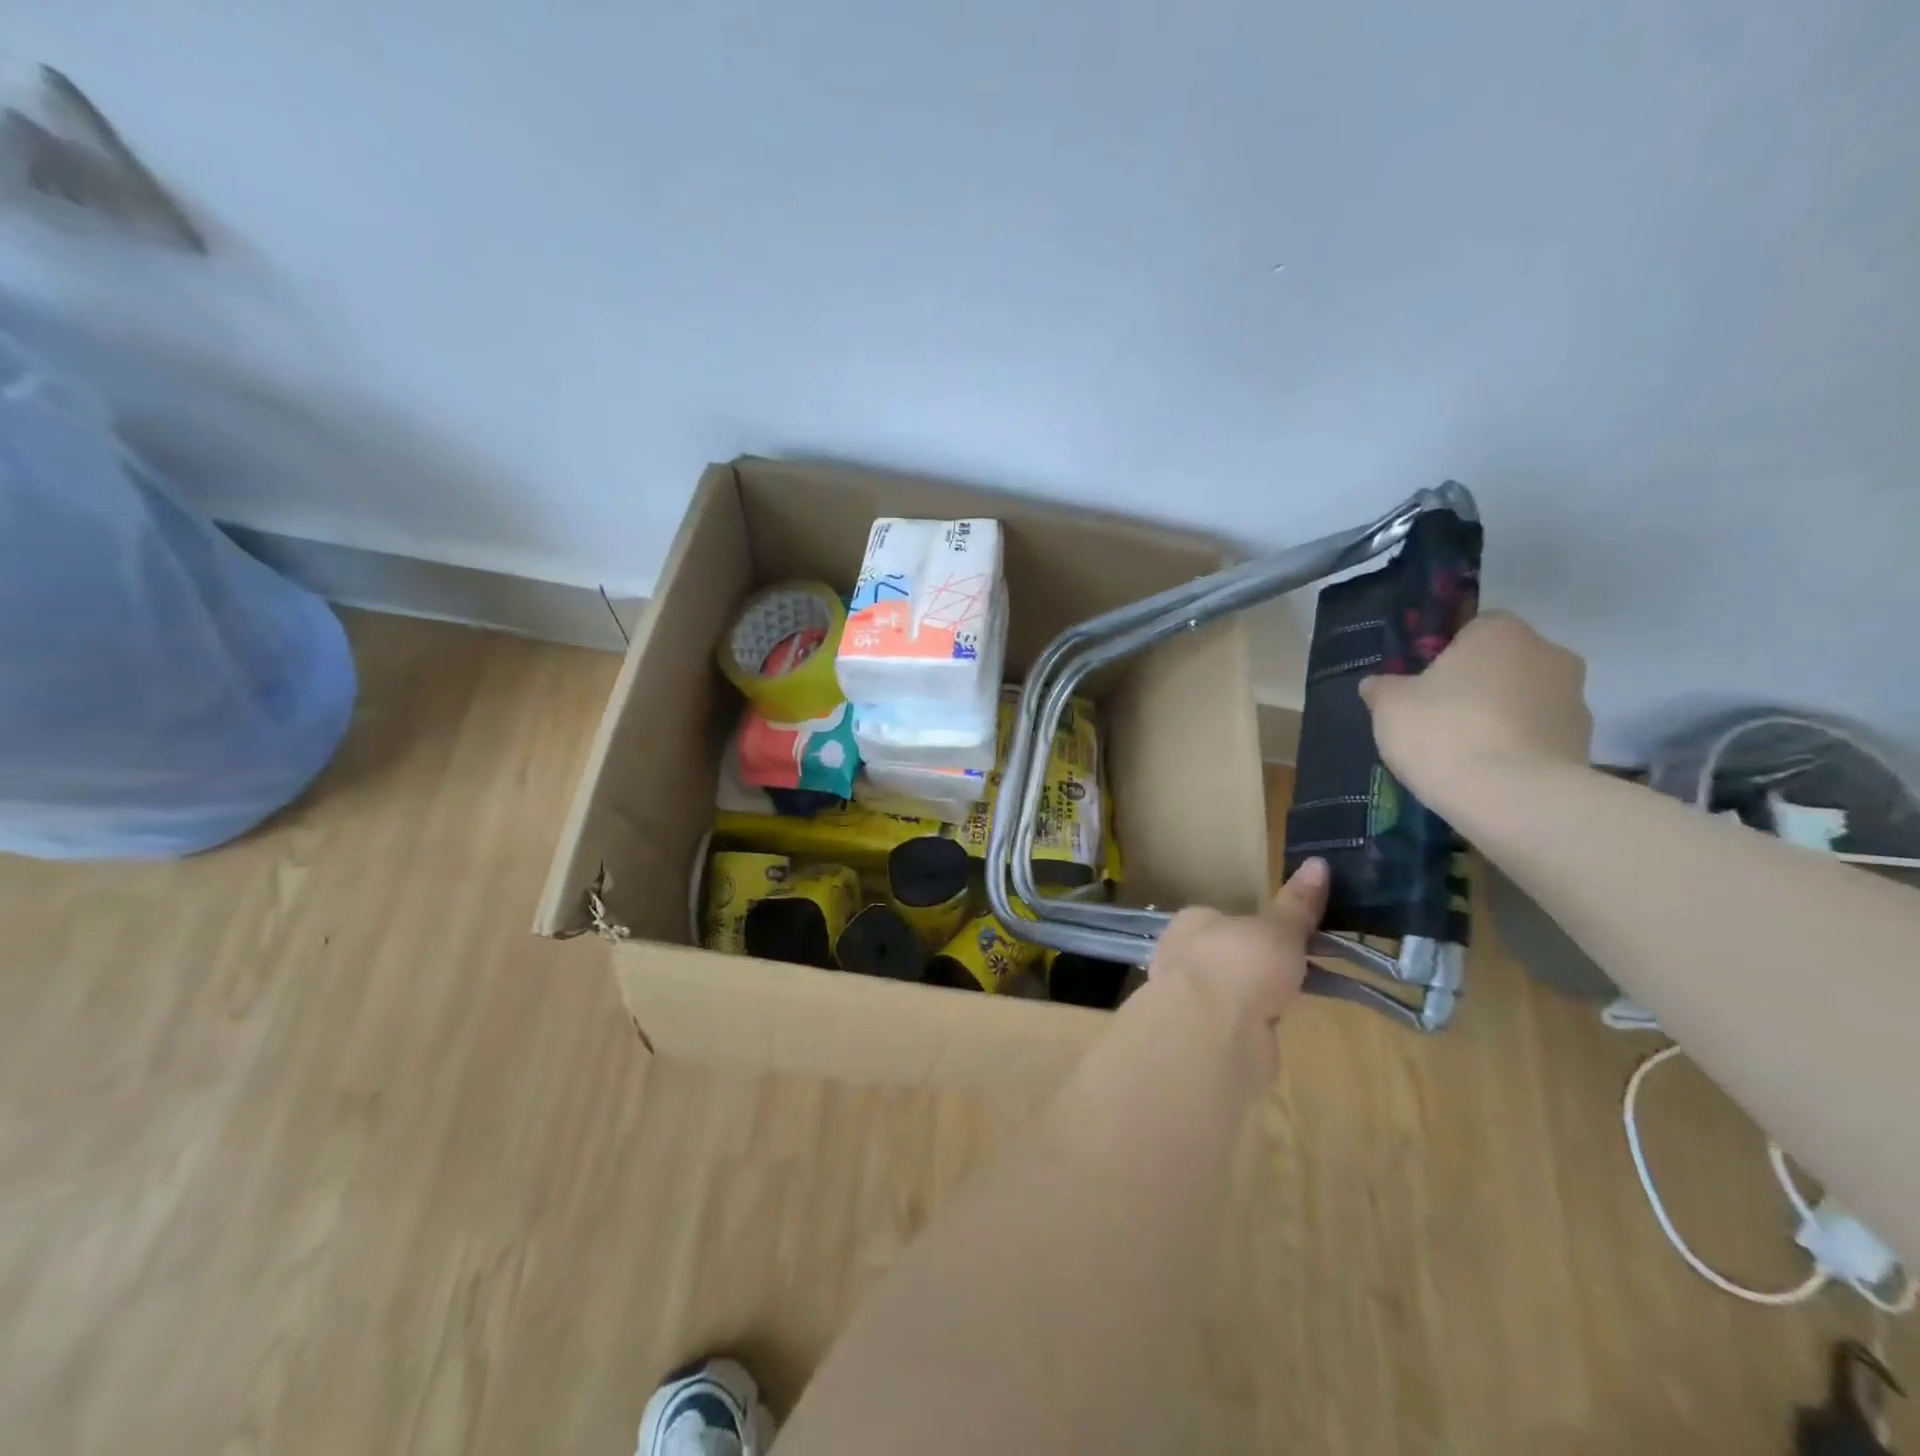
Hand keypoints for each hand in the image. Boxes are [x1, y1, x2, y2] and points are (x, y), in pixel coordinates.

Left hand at [1144, 858, 1329, 1078]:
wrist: (1211, 1032)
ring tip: (1286, 1001)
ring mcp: (1186, 997)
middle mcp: (1181, 955)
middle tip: (1292, 972)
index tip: (1285, 938)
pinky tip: (1269, 1031)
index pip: (1222, 917)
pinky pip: (1231, 1024)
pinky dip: (1250, 1027)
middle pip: (1225, 955)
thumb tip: (1318, 862)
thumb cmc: (1240, 964)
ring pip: (1228, 991)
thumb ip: (1297, 905)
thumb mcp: (1279, 929)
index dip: (1254, 928)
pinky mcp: (1199, 1035)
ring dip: (1253, 998)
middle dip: (1255, 966)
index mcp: (1191, 921)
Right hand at [1359, 610, 1592, 815]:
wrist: (1512, 797)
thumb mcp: (1389, 706)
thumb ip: (1383, 688)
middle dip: (1478, 686)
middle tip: (1440, 718)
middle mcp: (1548, 654)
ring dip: (1500, 718)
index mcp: (1500, 633)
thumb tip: (1377, 684)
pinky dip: (1518, 749)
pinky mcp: (1584, 744)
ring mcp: (1575, 700)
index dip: (1447, 655)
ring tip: (1464, 754)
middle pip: (1504, 664)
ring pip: (1525, 701)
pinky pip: (1539, 737)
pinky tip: (1489, 774)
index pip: (1474, 628)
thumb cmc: (1444, 732)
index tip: (1425, 685)